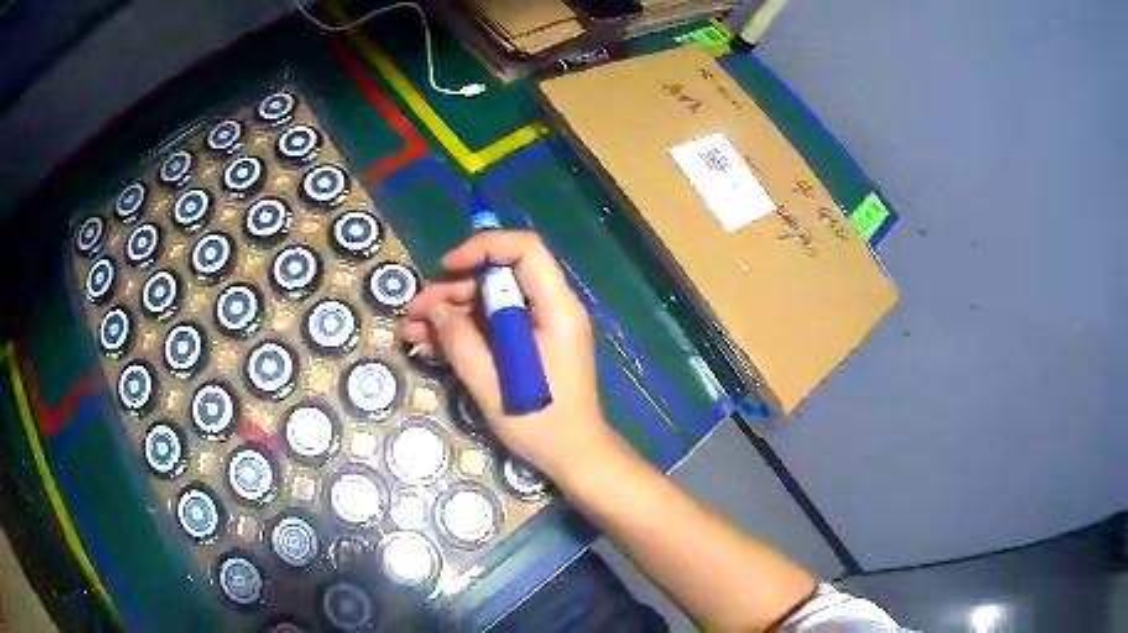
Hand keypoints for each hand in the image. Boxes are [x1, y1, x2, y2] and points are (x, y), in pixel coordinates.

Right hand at [400, 231, 615, 478]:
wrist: (575, 456)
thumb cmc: (541, 424)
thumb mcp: (492, 386)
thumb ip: (461, 342)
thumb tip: (434, 309)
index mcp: (556, 309)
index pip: (524, 250)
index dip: (483, 248)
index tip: (446, 269)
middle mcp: (553, 307)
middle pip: (501, 275)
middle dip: (453, 289)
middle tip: (415, 313)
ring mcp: (543, 325)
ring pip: (493, 299)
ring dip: (452, 312)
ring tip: (413, 333)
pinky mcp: (533, 343)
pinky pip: (497, 324)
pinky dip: (466, 330)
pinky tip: (432, 345)